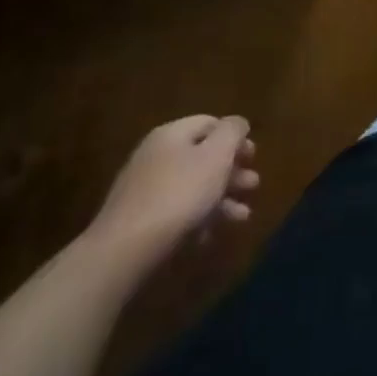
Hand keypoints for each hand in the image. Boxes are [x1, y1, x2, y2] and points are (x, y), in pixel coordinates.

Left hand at [86, 116, 259, 264]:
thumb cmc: (179, 195)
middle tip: (253, 186)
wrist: (123, 252)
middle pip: (202, 156)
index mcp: (172, 134)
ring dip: (220, 199)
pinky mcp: (137, 222)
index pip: (210, 123)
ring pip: (191, 187)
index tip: (254, 156)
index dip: (235, 136)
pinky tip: (208, 237)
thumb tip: (237, 123)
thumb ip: (232, 132)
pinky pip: (174, 213)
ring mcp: (143, 190)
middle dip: (231, 171)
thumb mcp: (216, 155)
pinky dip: (196, 220)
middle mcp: (155, 156)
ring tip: (242, 217)